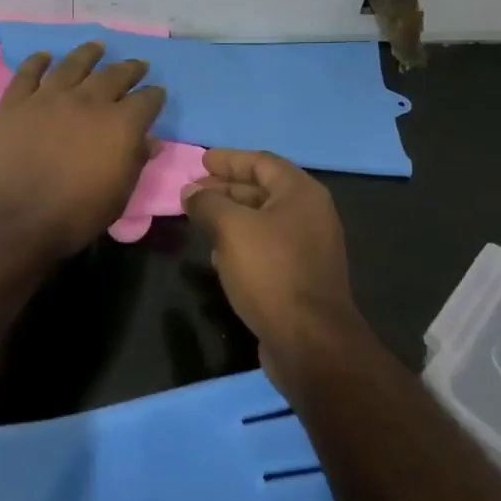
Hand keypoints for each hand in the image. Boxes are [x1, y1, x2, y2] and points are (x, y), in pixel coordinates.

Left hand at [0, 41, 165, 259]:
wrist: (12, 218)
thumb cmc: (73, 215)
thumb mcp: (118, 197)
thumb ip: (135, 163)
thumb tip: (151, 141)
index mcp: (120, 124)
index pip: (146, 101)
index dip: (154, 96)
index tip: (157, 93)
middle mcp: (88, 101)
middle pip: (114, 75)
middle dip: (129, 69)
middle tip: (137, 64)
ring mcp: (49, 97)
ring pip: (73, 64)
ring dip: (88, 54)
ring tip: (97, 46)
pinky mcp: (16, 101)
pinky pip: (29, 72)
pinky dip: (38, 61)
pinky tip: (44, 56)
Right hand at [182, 150, 355, 357]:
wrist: (309, 342)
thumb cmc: (271, 272)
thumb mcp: (231, 228)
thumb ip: (207, 203)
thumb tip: (190, 191)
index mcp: (301, 193)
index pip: (261, 162)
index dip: (228, 159)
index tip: (200, 160)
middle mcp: (310, 214)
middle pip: (262, 189)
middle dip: (225, 188)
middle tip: (192, 191)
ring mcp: (308, 247)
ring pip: (262, 220)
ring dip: (231, 216)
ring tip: (199, 218)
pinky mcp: (301, 276)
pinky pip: (267, 246)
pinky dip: (241, 242)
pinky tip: (217, 254)